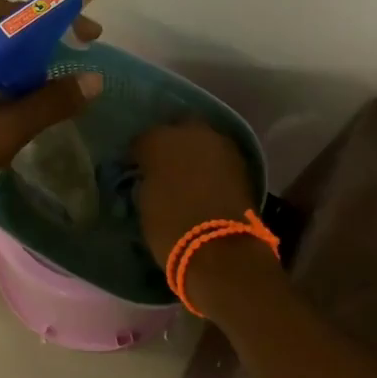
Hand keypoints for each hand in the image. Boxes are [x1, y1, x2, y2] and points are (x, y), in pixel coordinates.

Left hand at [0, 0, 104, 239]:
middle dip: (28, 23)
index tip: (86, 34)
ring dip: (12, 43)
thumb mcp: (0, 135)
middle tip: (59, 47)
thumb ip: (47, 104)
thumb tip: (94, 79)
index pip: (6, 10)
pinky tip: (14, 92)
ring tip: (43, 68)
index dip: (51, 16)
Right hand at [131, 120, 258, 268]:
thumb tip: (151, 177)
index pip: (142, 141)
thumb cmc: (171, 227)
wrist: (220, 248)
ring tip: (187, 172)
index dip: (138, 156)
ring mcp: (219, 144)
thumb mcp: (146, 202)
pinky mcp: (240, 161)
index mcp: (158, 141)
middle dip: (170, 143)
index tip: (135, 169)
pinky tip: (206, 179)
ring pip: (201, 139)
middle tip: (165, 165)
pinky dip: (211, 164)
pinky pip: (218, 155)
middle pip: (176, 129)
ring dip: (194, 151)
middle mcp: (190, 132)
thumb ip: (148, 180)